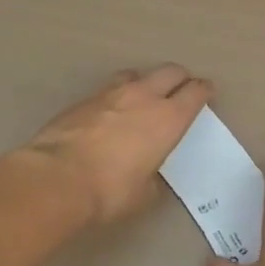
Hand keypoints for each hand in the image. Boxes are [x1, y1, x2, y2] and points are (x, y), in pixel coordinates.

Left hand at [24, 65, 212, 225]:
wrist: (56, 178)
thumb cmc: (109, 191)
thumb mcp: (144, 193)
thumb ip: (152, 176)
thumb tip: (148, 172)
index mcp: (168, 118)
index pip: (195, 92)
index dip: (204, 90)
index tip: (208, 91)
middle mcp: (143, 97)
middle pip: (170, 71)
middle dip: (180, 78)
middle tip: (183, 88)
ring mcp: (111, 93)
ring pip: (137, 74)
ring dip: (146, 81)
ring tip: (144, 95)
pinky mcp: (84, 99)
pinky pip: (109, 88)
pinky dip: (117, 95)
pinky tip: (111, 111)